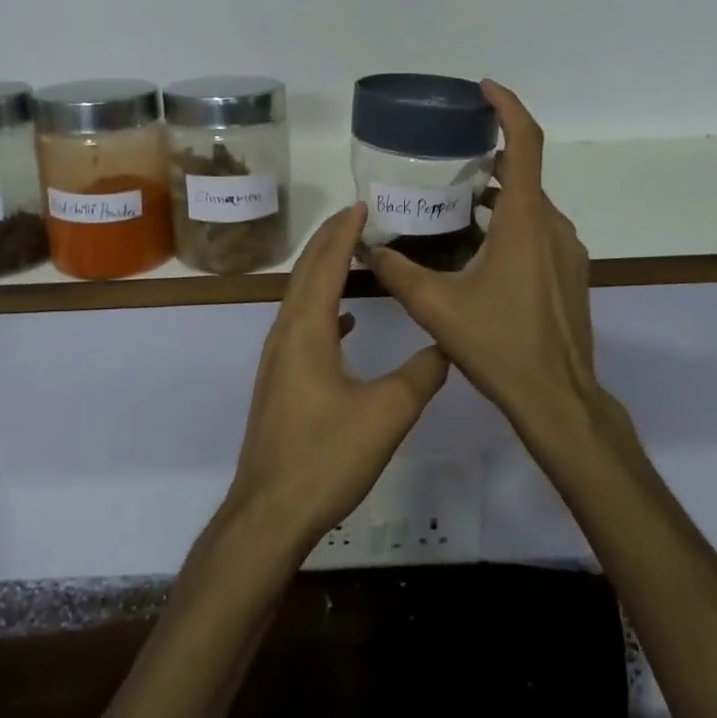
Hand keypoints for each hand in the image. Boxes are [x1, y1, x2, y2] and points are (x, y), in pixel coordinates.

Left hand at [221, 204, 449, 557]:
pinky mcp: (280, 383)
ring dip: (324, 272)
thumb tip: (446, 345)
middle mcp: (285, 335)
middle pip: (306, 274)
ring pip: (301, 300)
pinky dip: (323, 311)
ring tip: (351, 256)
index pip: (325, 265)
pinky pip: (302, 329)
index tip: (360, 204)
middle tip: (356, 216)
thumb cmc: (326, 457)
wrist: (270, 513)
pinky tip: (345, 323)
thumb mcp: (387, 413)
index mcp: (306, 330)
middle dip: (329, 241)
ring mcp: (277, 360)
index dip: (343, 233)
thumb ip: (421, 374)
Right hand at [369, 82, 638, 474]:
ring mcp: (567, 252)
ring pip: (531, 206)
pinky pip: (539, 232)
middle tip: (449, 160)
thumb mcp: (437, 308)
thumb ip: (399, 273)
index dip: (508, 107)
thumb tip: (370, 250)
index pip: (525, 143)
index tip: (484, 89)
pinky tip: (480, 251)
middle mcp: (551, 227)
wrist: (558, 398)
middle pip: (524, 174)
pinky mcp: (570, 275)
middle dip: (490, 158)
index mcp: (523, 221)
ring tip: (458, 203)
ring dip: (499, 196)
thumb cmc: (500, 345)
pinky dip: (511, 224)